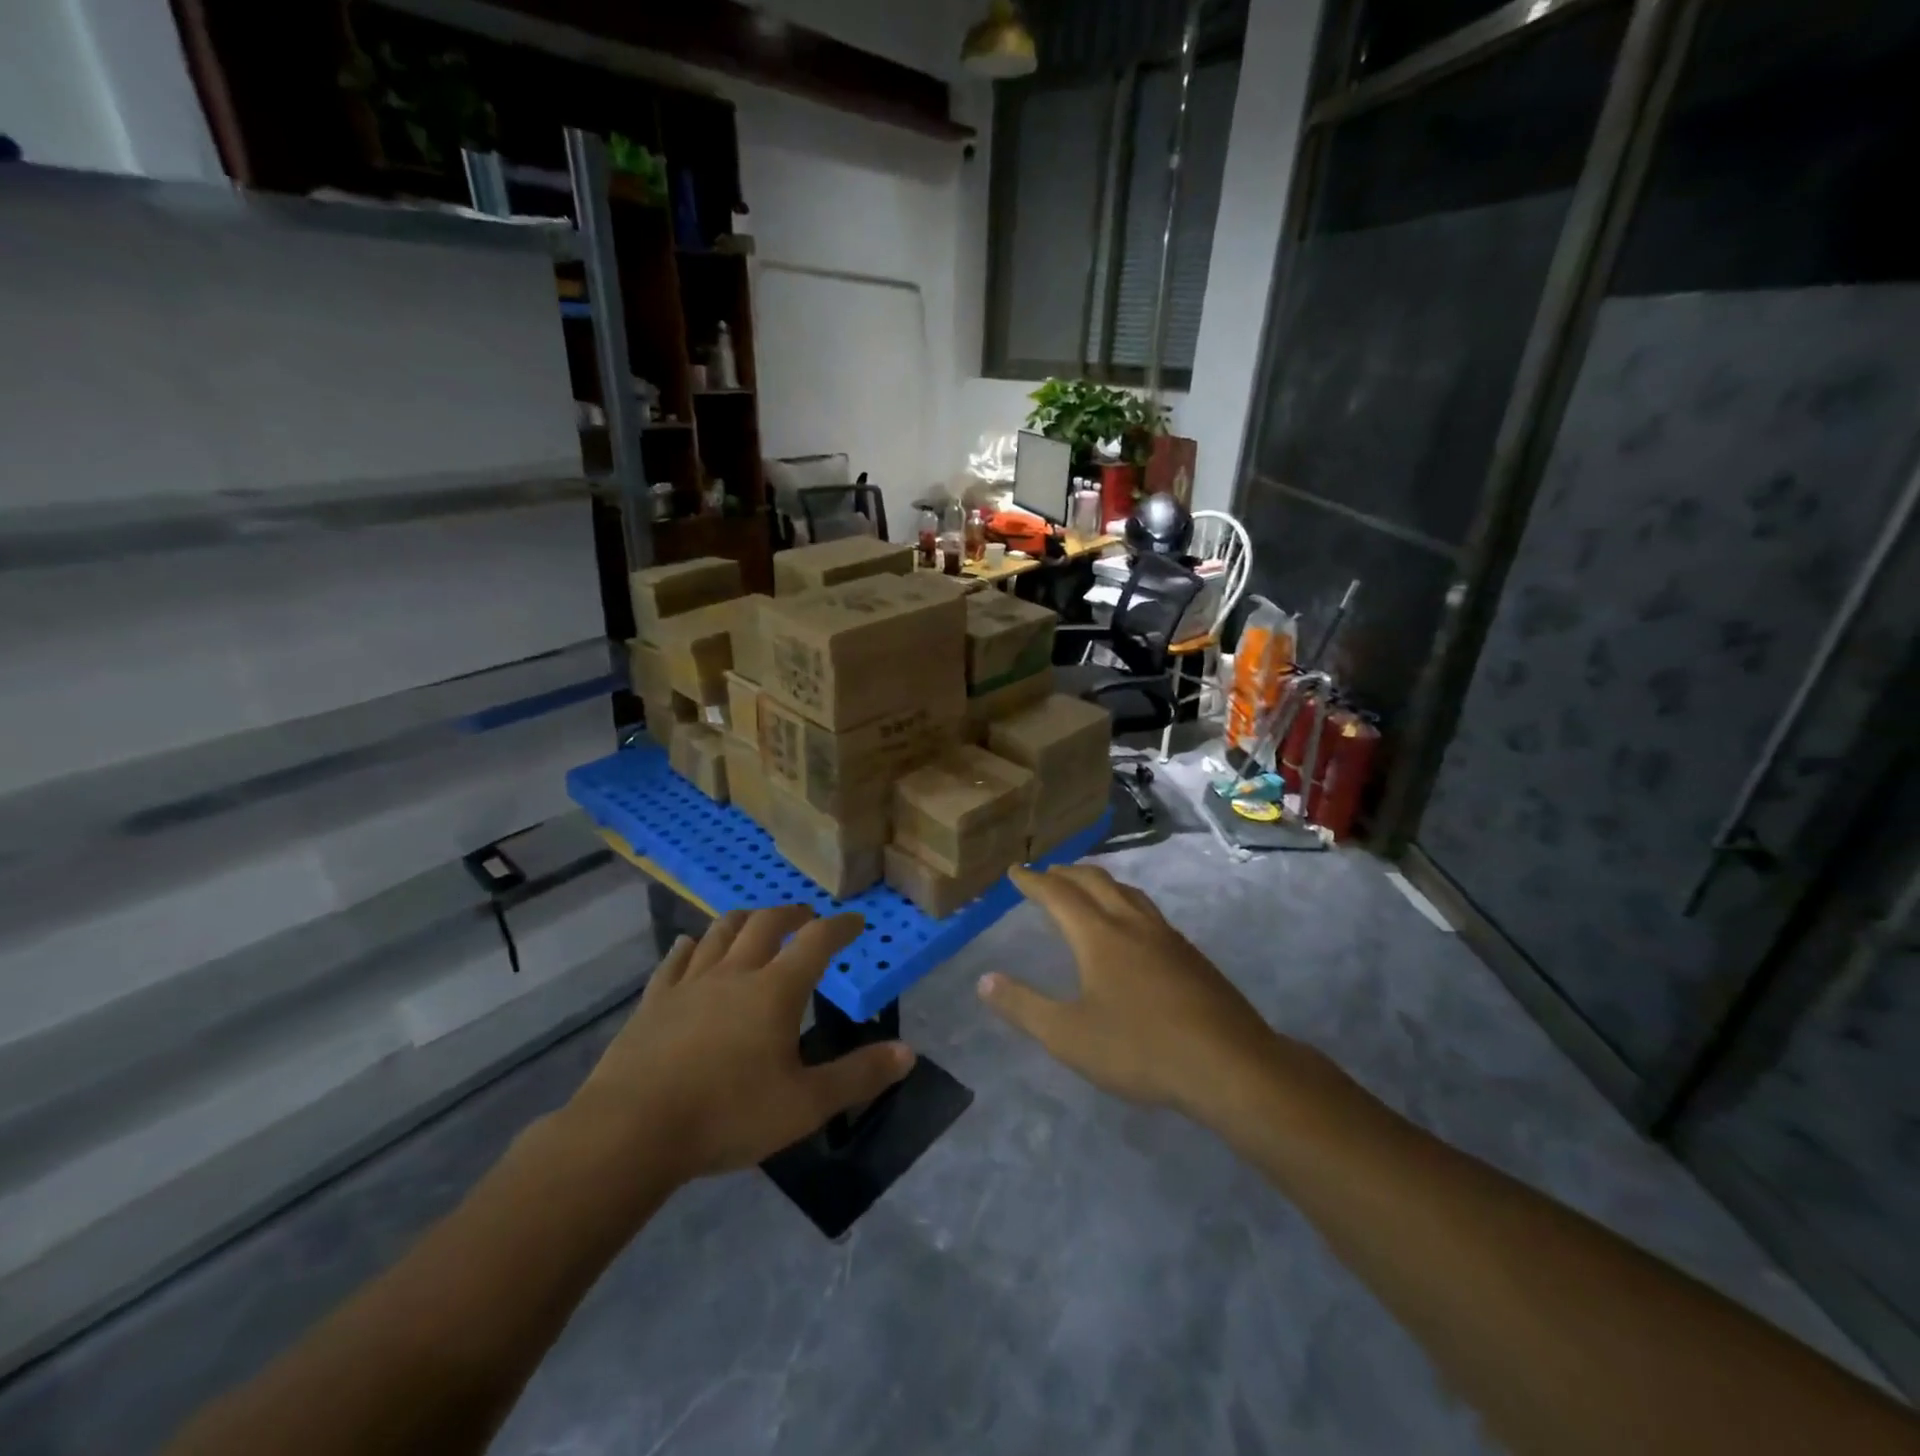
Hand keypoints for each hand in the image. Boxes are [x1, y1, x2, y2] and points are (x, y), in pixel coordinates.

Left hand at [572, 906, 913, 1182]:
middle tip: (807, 916)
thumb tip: (908, 1053)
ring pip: (719, 933)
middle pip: (765, 924)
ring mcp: (689, 984)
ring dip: (744, 920)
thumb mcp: (805, 1105)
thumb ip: (858, 1076)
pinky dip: (690, 947)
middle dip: (792, 914)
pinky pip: (674, 961)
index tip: (855, 921)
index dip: (840, 926)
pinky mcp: (653, 1002)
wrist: (631, 1131)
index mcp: (775, 991)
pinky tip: (690, 945)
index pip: (816, 941)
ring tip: (755, 921)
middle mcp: (734, 973)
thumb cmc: (727, 1115)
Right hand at [978, 865, 1284, 1121]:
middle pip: (1095, 882)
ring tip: (1088, 886)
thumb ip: (1023, 1006)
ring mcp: (1167, 936)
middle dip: (1067, 873)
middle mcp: (1132, 924)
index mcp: (1099, 936)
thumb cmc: (1140, 1049)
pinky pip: (1149, 911)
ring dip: (1101, 882)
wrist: (1229, 1065)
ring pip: (1128, 892)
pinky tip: (1134, 927)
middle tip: (1048, 872)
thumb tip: (984, 980)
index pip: (1058, 895)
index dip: (1033, 881)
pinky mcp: (1191, 955)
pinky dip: (1127, 901)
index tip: (1016, 871)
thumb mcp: (1069, 1036)